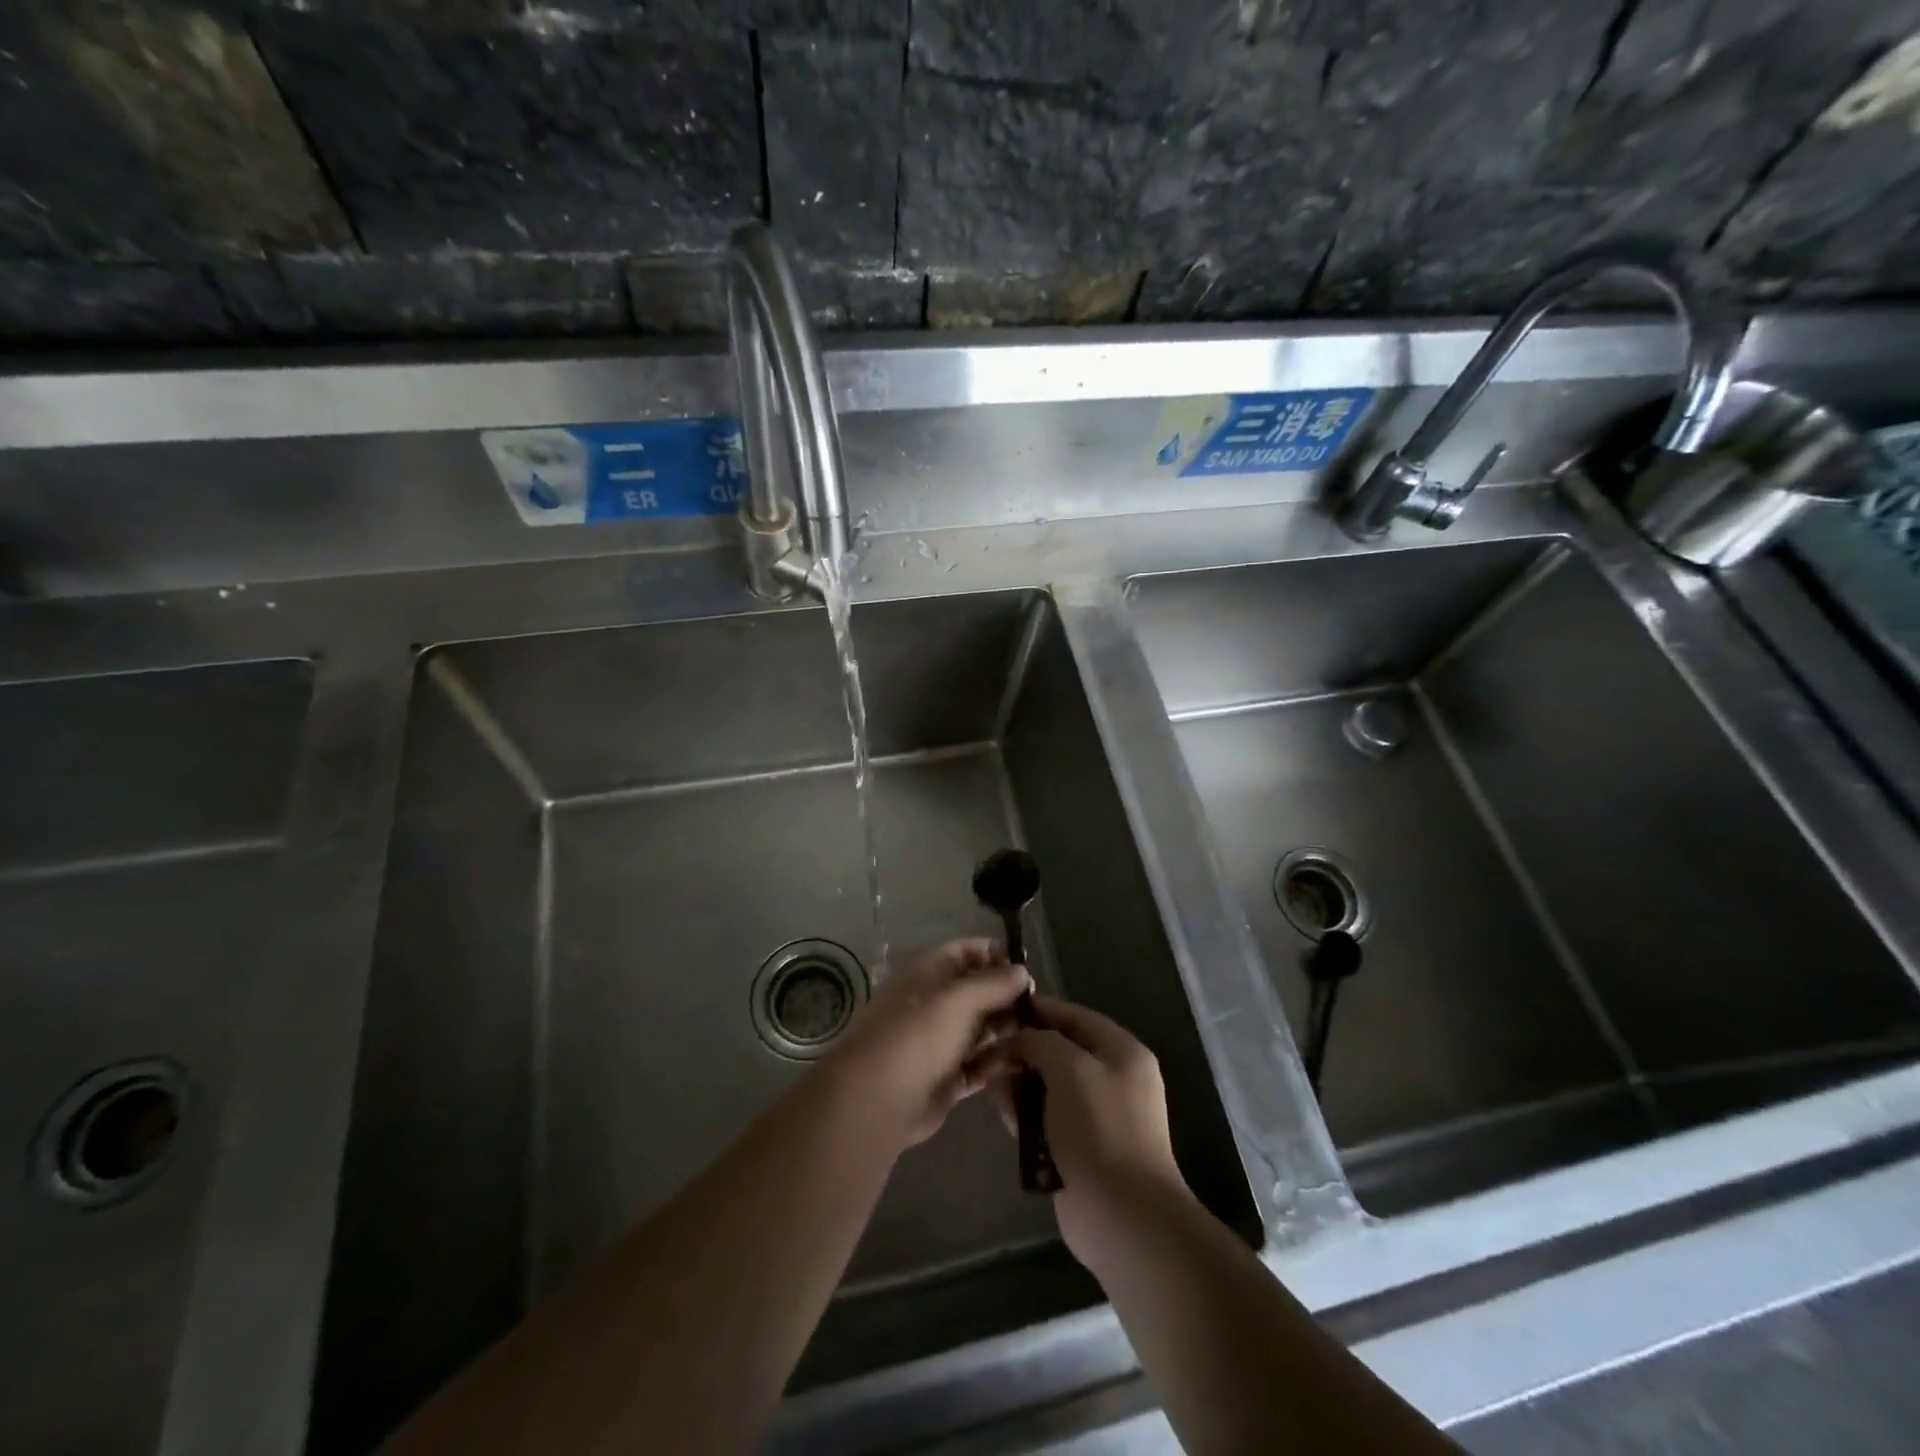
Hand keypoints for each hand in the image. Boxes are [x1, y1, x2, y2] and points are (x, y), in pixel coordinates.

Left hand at [823, 938, 1030, 1147]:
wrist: (878, 1098)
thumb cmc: (918, 1033)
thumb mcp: (960, 998)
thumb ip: (995, 983)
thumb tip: (1022, 971)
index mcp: (930, 972)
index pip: (967, 952)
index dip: (996, 955)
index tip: (1027, 968)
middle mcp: (935, 1002)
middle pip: (978, 991)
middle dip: (1008, 995)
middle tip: (1043, 1006)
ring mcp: (941, 1041)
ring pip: (982, 1028)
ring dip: (1009, 1028)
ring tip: (1043, 1033)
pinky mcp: (949, 1077)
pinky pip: (981, 1064)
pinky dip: (1000, 1061)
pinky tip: (1027, 1061)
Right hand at [981, 994, 1191, 1270]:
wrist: (1124, 1216)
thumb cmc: (1100, 1129)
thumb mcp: (1070, 1069)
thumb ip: (1040, 1042)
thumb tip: (1017, 1041)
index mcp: (1121, 1052)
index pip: (1074, 1016)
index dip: (1038, 1009)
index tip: (1000, 1007)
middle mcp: (1112, 1078)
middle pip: (1059, 1051)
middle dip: (1023, 1049)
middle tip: (985, 1049)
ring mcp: (1096, 1116)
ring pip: (1048, 1085)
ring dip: (1018, 1081)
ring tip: (986, 1079)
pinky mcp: (1078, 1147)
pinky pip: (1045, 1117)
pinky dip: (1023, 1112)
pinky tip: (998, 1108)